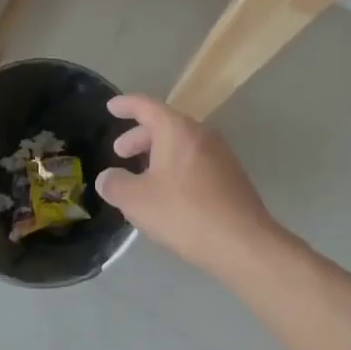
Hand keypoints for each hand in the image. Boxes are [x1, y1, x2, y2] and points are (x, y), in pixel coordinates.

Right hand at [96, 95, 282, 280]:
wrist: (244, 244)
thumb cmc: (185, 213)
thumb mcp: (137, 201)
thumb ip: (115, 185)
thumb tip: (106, 178)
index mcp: (176, 129)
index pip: (146, 106)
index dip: (125, 105)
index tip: (111, 107)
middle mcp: (201, 133)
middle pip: (165, 125)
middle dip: (139, 137)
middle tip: (121, 152)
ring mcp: (221, 154)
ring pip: (182, 144)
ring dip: (158, 154)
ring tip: (143, 175)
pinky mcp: (232, 176)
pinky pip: (196, 161)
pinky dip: (177, 167)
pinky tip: (170, 193)